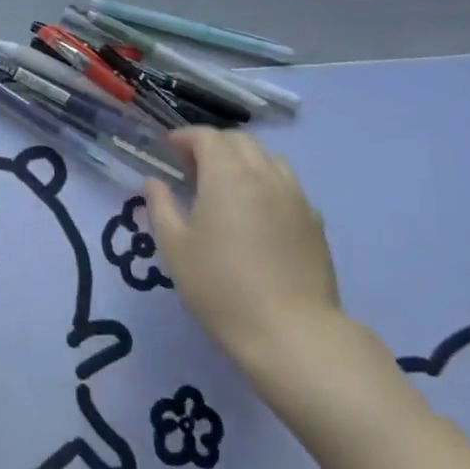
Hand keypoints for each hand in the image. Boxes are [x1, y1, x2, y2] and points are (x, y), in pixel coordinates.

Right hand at [143, 128, 341, 377]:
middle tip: (191, 167)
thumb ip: (161, 205)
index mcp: (228, 175)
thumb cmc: (220, 286)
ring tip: (224, 185)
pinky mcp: (314, 222)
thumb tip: (155, 182)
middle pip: (240, 141)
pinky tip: (254, 212)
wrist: (291, 332)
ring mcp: (296, 197)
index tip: (167, 149)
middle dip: (213, 144)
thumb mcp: (174, 246)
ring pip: (269, 159)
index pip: (207, 137)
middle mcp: (265, 175)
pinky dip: (265, 182)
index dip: (184, 137)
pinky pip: (287, 185)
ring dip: (242, 160)